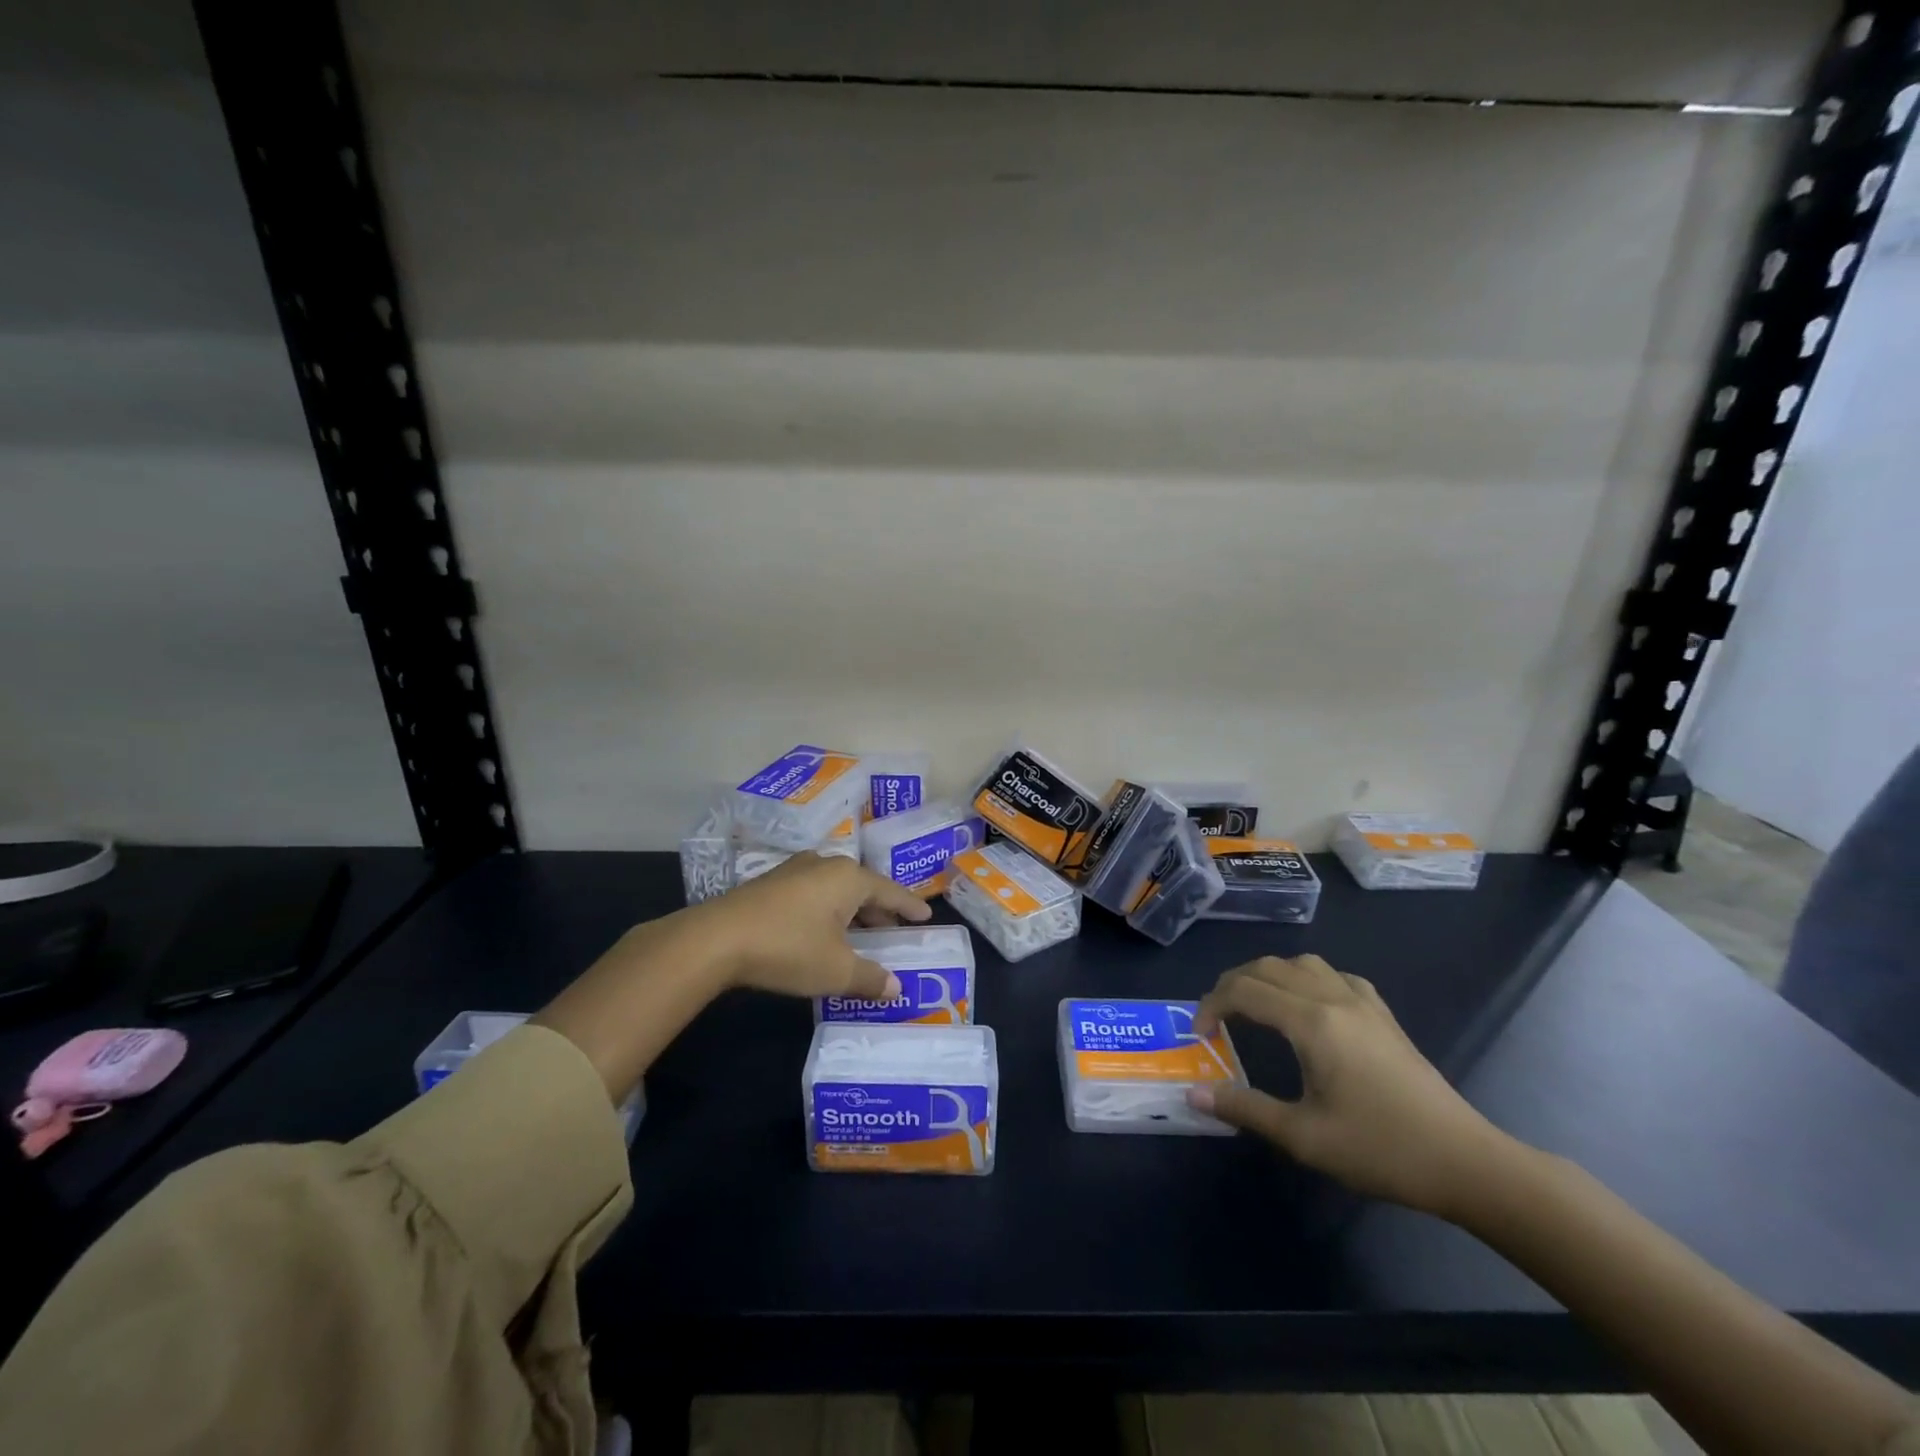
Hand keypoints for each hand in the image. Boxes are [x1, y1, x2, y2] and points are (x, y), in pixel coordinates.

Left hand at [691, 851, 933, 999]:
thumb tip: (896, 988)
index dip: (910, 906)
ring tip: (862, 932)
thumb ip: (870, 978)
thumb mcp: (835, 970)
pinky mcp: (771, 884)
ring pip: (837, 890)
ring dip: (852, 911)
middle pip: (863, 887)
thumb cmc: (789, 948)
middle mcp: (826, 865)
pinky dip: (828, 911)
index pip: (890, 891)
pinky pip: (814, 894)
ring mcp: (795, 871)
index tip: (926, 915)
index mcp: (849, 879)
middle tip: (895, 929)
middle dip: (880, 910)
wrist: (716, 939)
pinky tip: (824, 930)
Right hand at [1186, 955, 1514, 1218]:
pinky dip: (1305, 979)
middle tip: (1216, 1018)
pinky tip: (1307, 1007)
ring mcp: (1363, 1002)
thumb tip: (1193, 1093)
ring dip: (1268, 976)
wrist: (1466, 1163)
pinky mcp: (1383, 1015)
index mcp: (1311, 1022)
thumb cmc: (1381, 1150)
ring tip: (1254, 1006)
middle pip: (1268, 968)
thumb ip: (1245, 1108)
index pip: (1244, 991)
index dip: (1212, 1005)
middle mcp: (1334, 998)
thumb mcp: (1304, 1137)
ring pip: (1301, 964)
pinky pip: (1334, 975)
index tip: (1199, 1035)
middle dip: (1233, 985)